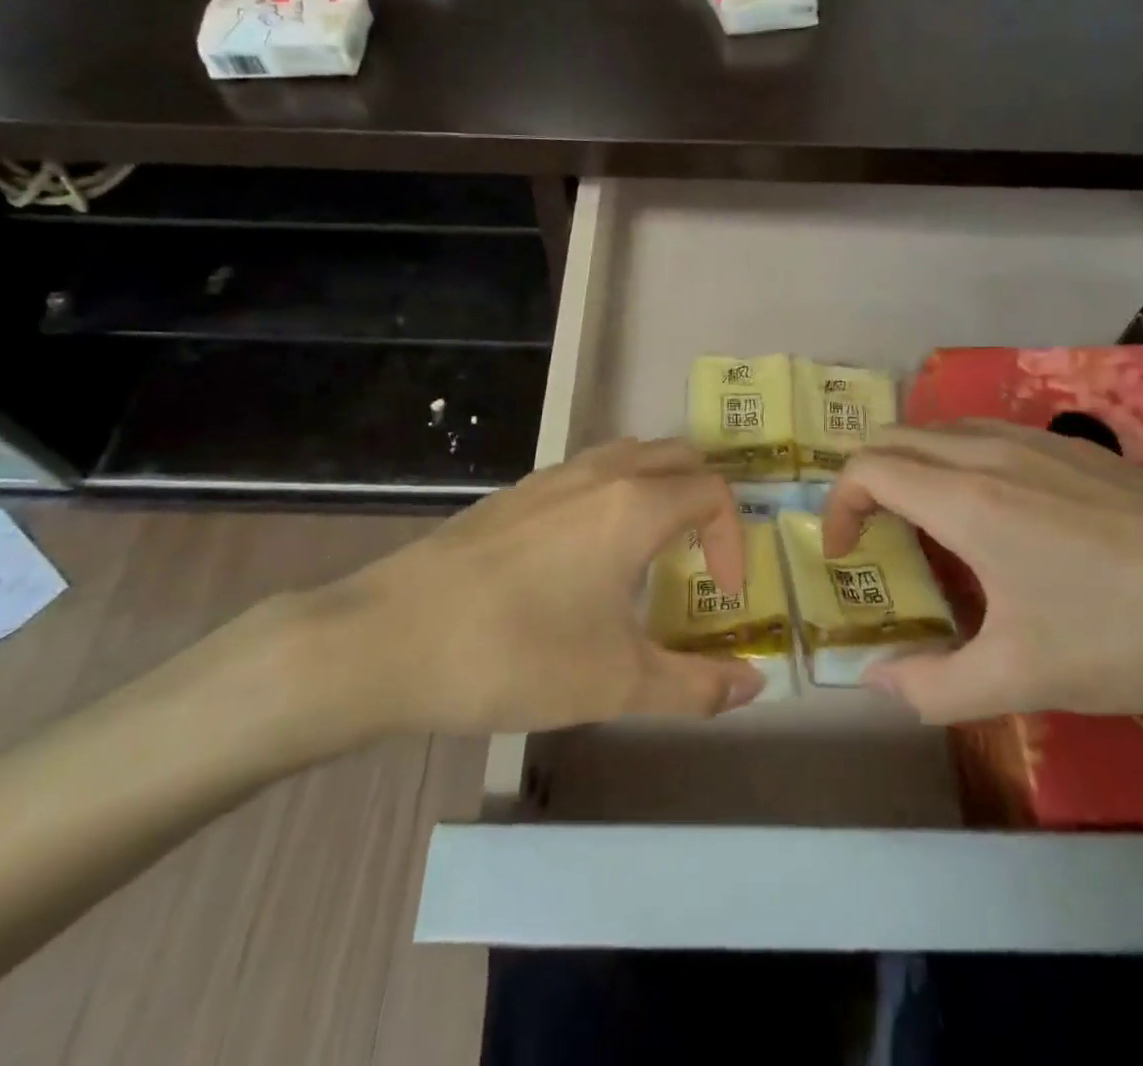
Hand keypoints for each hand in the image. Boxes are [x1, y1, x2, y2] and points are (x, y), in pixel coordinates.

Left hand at [273, 439, 765, 752]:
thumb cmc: (516, 656)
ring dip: (658, 489)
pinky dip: (614, 494)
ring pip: (629, 455)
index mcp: (635, 505)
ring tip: (650, 551)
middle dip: (704, 500)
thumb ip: (696, 686)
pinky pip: (587, 472)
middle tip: (700, 558)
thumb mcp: (617, 684)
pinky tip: (585, 556)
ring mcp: (551, 477)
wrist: (387, 641)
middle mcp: (600, 473)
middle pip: (678, 456)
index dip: (733, 539)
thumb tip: (754, 683)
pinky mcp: (514, 493)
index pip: (713, 493)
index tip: (722, 593)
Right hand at [822, 422, 1142, 722]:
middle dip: (866, 481)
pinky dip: (956, 459)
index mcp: (966, 500)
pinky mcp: (1074, 446)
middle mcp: (990, 453)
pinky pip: (986, 434)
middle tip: (875, 537)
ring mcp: (1036, 441)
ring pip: (941, 429)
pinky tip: (996, 512)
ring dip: (912, 465)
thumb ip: (932, 686)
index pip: (868, 469)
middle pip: (895, 438)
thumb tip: (874, 681)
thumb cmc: (1129, 637)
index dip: (839, 507)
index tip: (846, 555)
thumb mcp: (1022, 680)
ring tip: (926, 523)